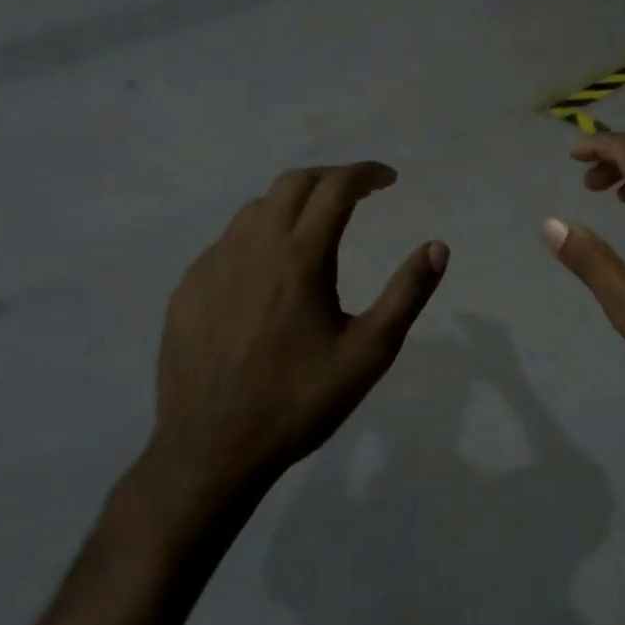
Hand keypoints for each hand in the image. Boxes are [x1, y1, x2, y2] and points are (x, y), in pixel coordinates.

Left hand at [146, 163, 447, 511]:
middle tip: (358, 194)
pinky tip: (269, 269)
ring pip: (256, 209)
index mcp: (299, 258)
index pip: (335, 189)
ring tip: (317, 226)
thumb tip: (437, 246)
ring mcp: (212, 266)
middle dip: (331, 178)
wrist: (212, 449)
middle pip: (292, 184)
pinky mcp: (188, 289)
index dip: (366, 174)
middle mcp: (252, 247)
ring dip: (293, 203)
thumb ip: (406, 294)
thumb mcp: (369, 352)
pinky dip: (259, 234)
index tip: (389, 179)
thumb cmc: (300, 401)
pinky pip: (228, 242)